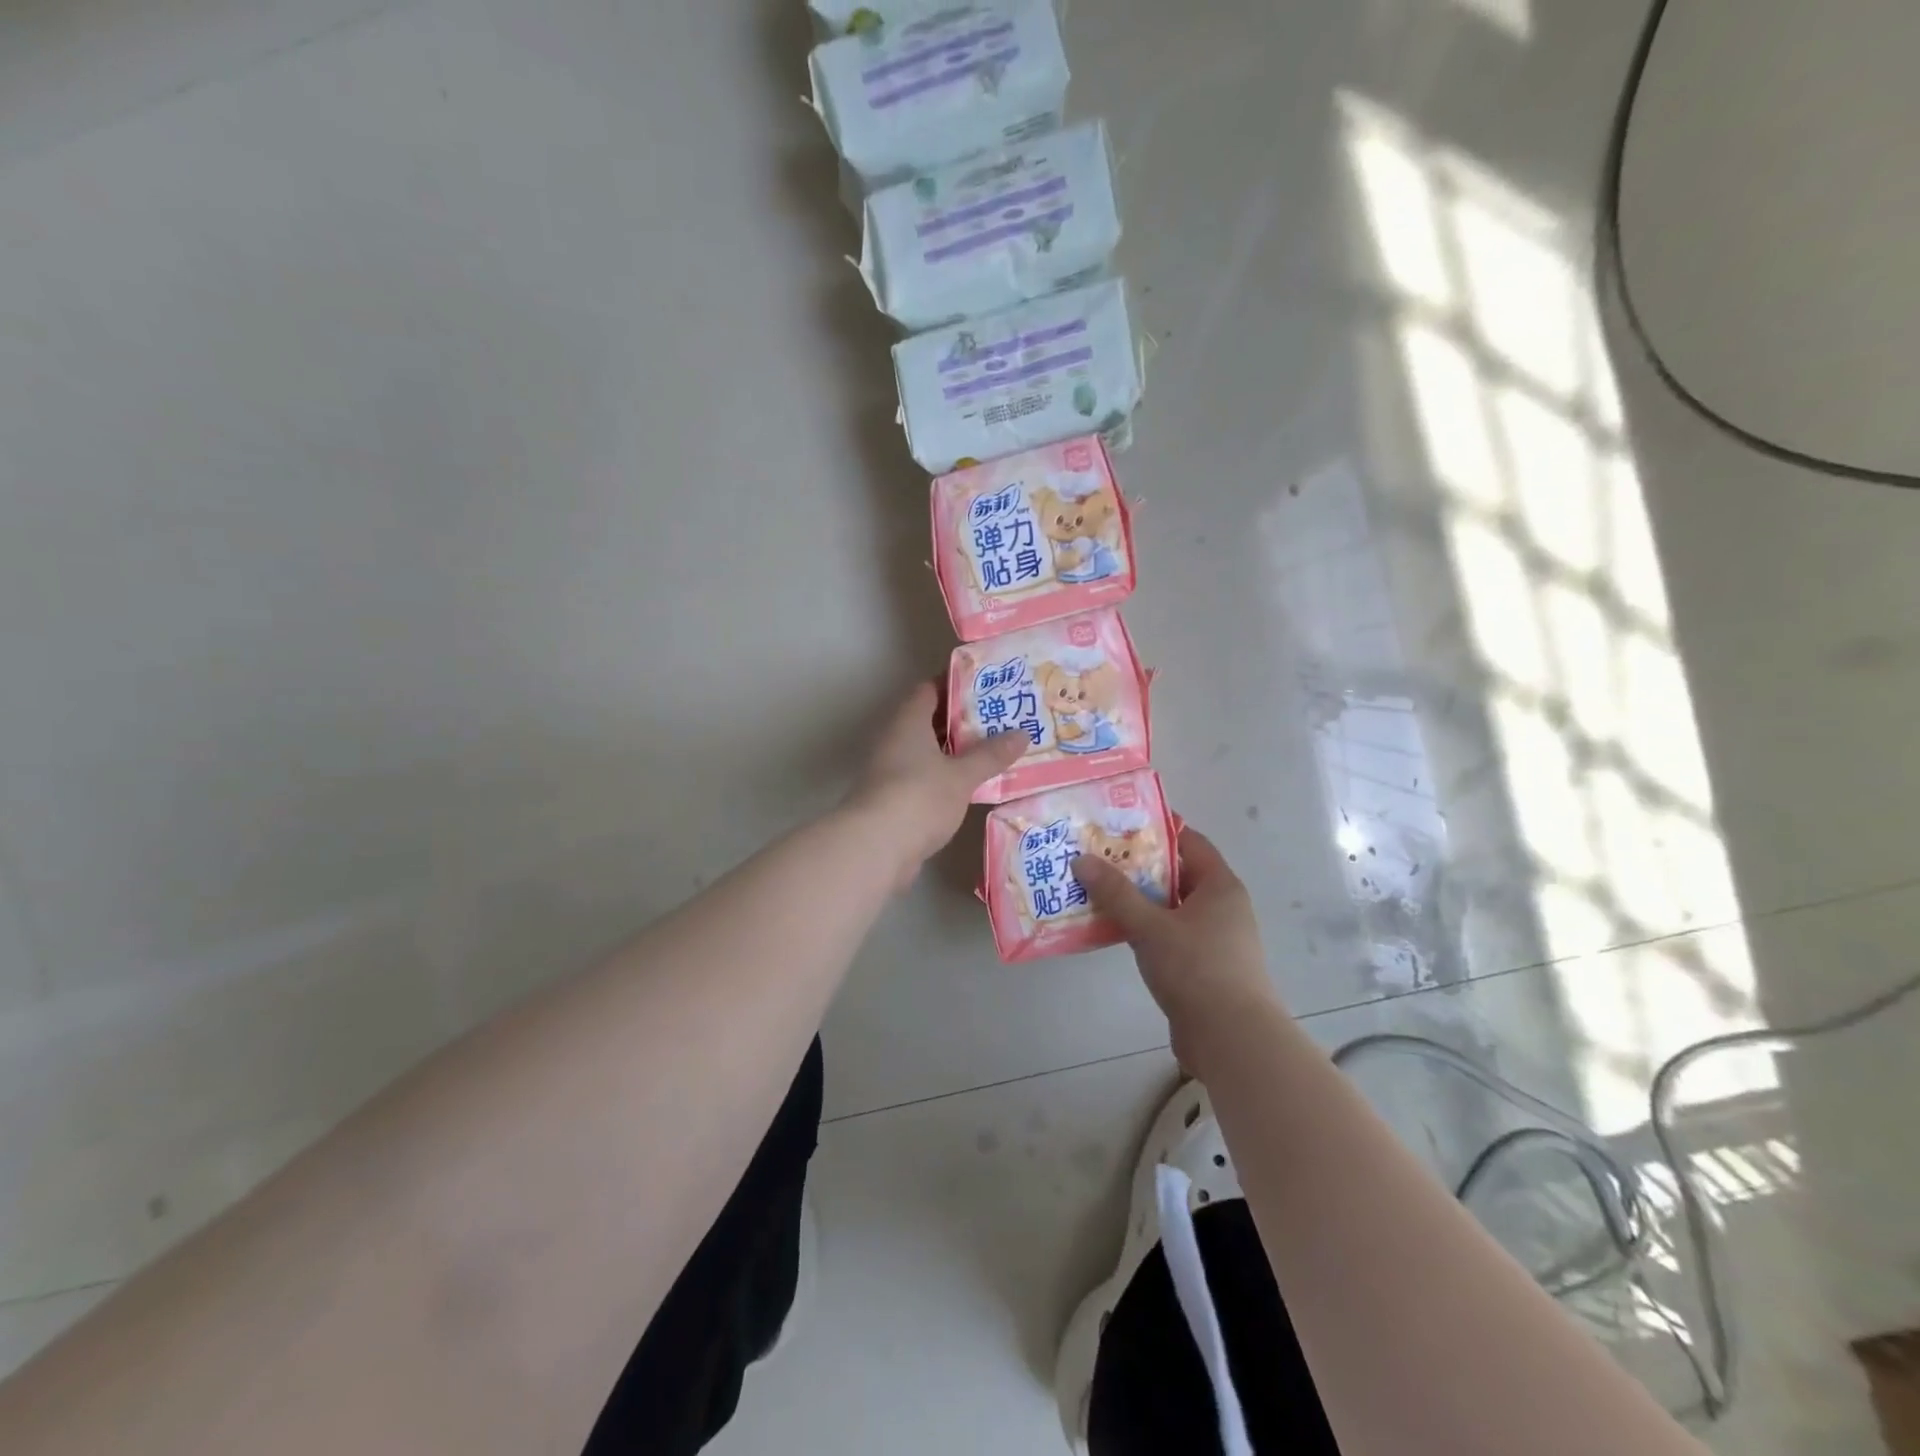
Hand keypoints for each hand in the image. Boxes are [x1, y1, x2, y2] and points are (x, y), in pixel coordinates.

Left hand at [846, 683, 1027, 887]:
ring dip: (956, 752)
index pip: (929, 689)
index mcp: (908, 722)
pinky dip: (948, 777)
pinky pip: (926, 778)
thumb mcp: (962, 775)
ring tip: (994, 750)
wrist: (876, 848)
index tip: (987, 686)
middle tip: (1000, 719)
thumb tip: (1022, 734)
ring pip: (929, 752)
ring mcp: (892, 771)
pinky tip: (974, 785)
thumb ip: (991, 755)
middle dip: (962, 720)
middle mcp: (896, 740)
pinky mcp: (894, 799)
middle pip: (930, 721)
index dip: (956, 685)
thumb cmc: (919, 797)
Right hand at [1072, 827, 1279, 1071]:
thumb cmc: (1196, 969)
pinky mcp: (1203, 968)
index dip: (1156, 830)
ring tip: (1095, 892)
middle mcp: (1222, 907)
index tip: (1118, 824)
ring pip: (1169, 908)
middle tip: (1096, 858)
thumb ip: (1115, 893)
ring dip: (1137, 901)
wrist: (1231, 1040)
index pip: (1189, 841)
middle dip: (1137, 867)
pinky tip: (1111, 931)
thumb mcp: (1150, 926)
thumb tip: (1082, 859)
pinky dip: (1143, 929)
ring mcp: (1214, 939)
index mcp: (1220, 886)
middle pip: (1175, 875)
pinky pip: (1168, 936)